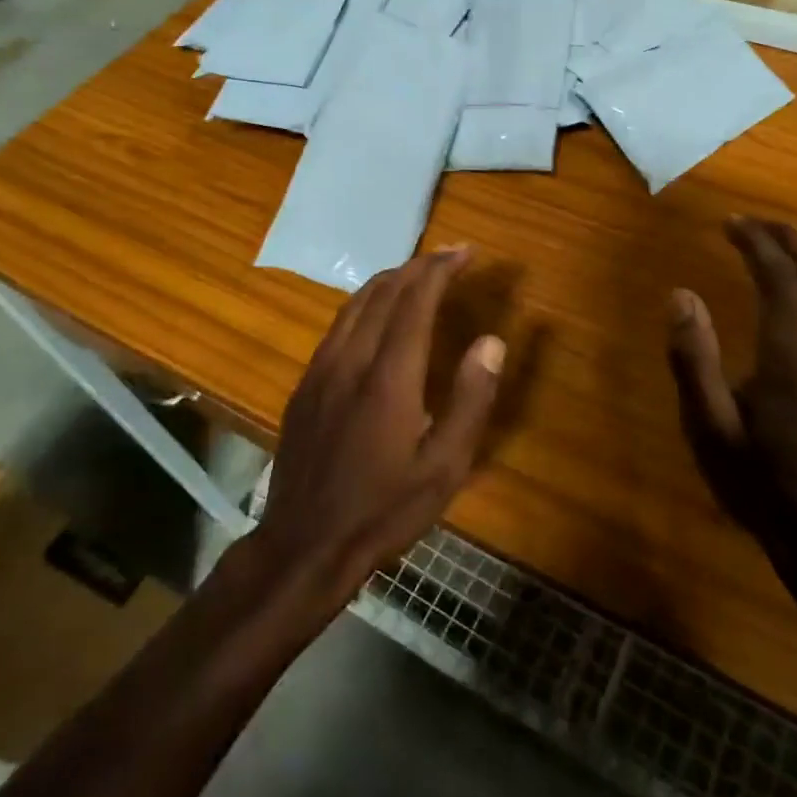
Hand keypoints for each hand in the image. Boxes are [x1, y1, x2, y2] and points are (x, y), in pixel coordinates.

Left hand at [254, 247, 505, 608]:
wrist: (305, 545)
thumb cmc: (385, 510)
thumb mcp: (445, 468)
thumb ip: (471, 400)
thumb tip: (491, 342)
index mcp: (389, 376)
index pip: (415, 300)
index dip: (441, 269)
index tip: (465, 252)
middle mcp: (350, 360)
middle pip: (384, 291)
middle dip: (419, 266)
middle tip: (449, 256)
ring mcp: (321, 370)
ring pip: (355, 303)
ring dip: (390, 280)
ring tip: (418, 275)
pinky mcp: (305, 384)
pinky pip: (338, 325)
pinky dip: (366, 303)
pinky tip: (378, 315)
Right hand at [669, 217, 796, 547]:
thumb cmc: (761, 479)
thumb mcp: (710, 423)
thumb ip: (693, 355)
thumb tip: (680, 293)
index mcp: (794, 348)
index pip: (778, 273)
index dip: (755, 241)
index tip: (730, 222)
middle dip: (787, 239)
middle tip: (755, 224)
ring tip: (781, 246)